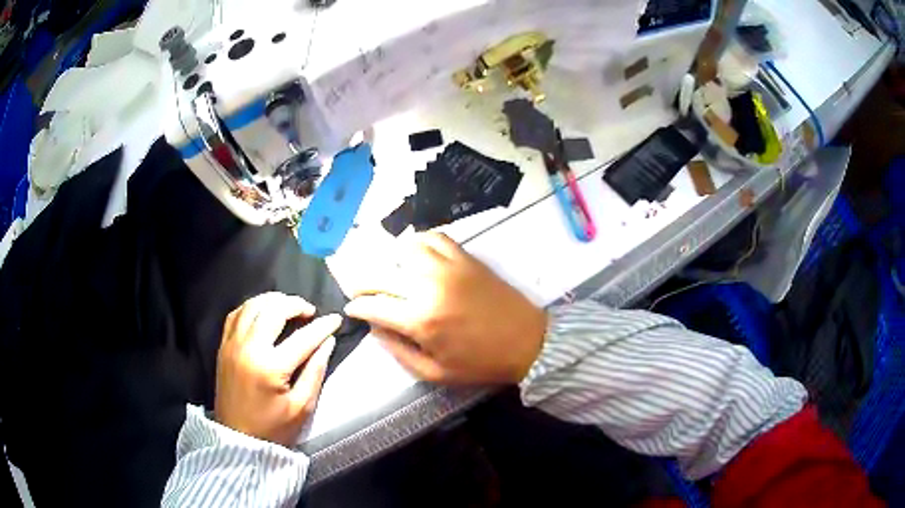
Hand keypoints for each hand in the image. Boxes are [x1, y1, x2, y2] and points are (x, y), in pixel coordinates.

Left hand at [215, 293, 340, 446]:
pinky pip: (236, 314)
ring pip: (252, 305)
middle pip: (273, 310)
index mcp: (271, 366)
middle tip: (310, 311)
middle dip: (295, 304)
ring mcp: (232, 344)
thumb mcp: (302, 407)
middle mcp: (248, 347)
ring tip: (288, 307)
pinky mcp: (223, 346)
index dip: (323, 326)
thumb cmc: (273, 428)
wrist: (238, 438)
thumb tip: (328, 342)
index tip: (336, 318)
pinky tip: (263, 312)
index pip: (303, 337)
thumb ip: (315, 371)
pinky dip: (252, 307)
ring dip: (273, 300)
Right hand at [345, 233, 546, 384]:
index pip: (373, 306)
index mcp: (420, 321)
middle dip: (362, 283)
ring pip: (404, 249)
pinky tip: (418, 256)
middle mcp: (428, 288)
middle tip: (361, 292)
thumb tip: (375, 328)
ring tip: (392, 275)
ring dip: (391, 262)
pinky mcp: (465, 258)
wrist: (527, 342)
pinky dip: (420, 242)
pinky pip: (435, 237)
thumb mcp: (434, 372)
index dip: (356, 307)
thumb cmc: (480, 363)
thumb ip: (398, 351)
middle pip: (380, 274)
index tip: (352, 309)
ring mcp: (448, 268)